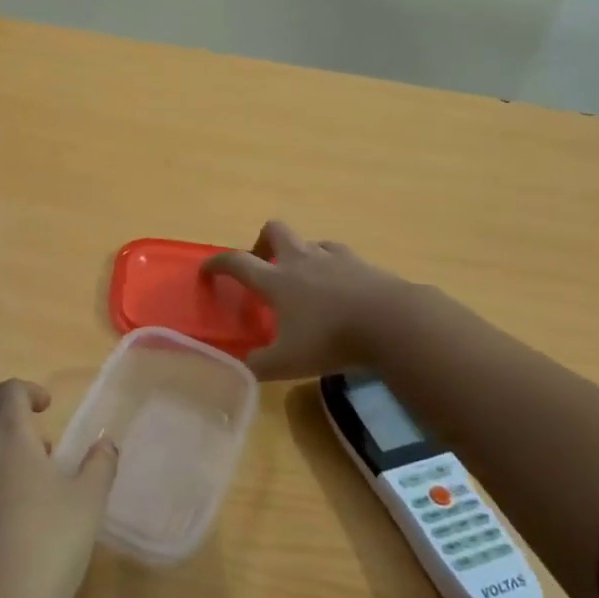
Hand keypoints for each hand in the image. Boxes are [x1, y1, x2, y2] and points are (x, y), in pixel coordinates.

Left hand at [0, 379, 118, 597]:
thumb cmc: (47, 550)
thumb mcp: (89, 505)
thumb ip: (100, 463)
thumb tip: (105, 441)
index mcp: (7, 437)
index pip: (10, 391)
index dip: (28, 392)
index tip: (45, 410)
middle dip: (10, 435)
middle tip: (38, 465)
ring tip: (10, 510)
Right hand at [201, 220, 416, 379]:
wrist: (392, 322)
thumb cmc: (331, 340)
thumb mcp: (287, 363)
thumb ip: (259, 365)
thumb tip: (241, 366)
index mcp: (276, 281)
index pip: (236, 262)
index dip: (217, 264)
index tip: (206, 270)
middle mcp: (300, 260)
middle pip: (273, 230)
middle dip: (261, 241)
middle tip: (262, 264)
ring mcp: (333, 257)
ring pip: (308, 240)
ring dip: (298, 252)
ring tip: (302, 278)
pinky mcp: (361, 263)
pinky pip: (338, 253)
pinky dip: (331, 263)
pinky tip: (337, 282)